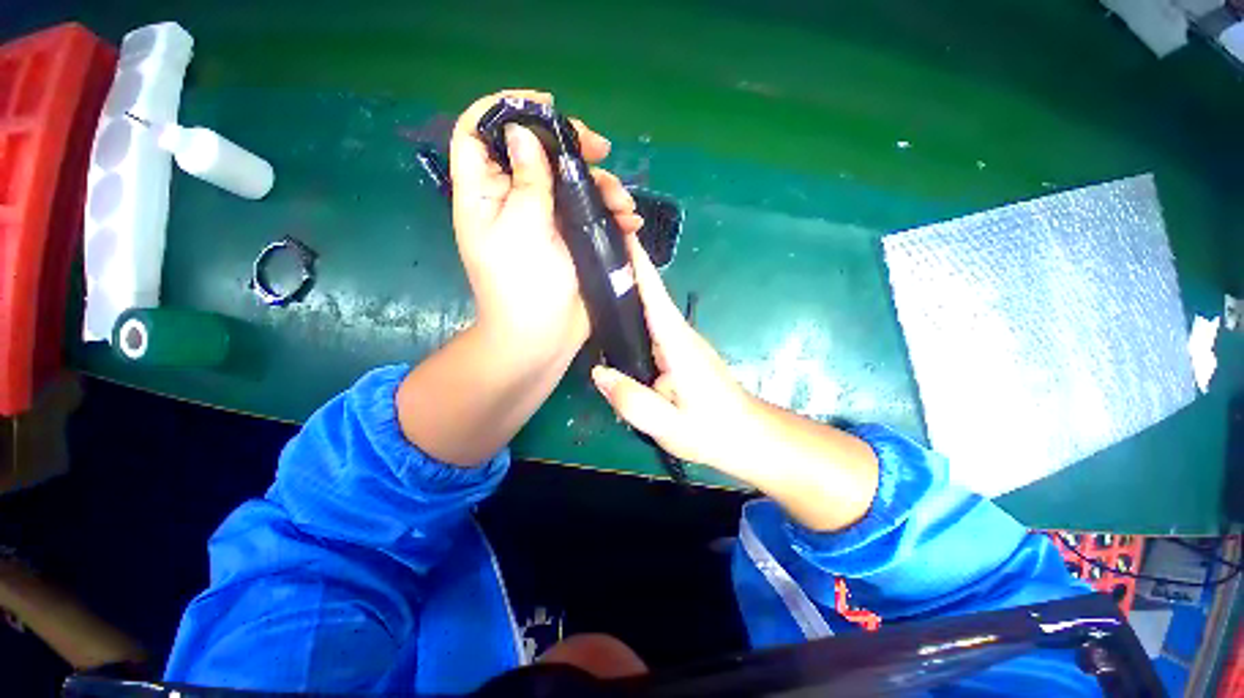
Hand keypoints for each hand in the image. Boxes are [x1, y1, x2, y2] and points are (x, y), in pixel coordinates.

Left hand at [449, 90, 642, 361]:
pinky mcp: (571, 238)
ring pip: (570, 182)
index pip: (479, 133)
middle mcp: (514, 200)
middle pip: (536, 152)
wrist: (542, 338)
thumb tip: (523, 131)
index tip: (545, 108)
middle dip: (570, 146)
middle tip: (602, 150)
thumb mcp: (523, 229)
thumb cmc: (523, 287)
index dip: (506, 110)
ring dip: (601, 185)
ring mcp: (546, 220)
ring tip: (624, 204)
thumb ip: (527, 180)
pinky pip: (590, 212)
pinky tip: (630, 222)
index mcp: (486, 194)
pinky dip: (611, 212)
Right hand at [591, 236, 878, 530]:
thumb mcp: (669, 426)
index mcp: (677, 344)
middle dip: (623, 271)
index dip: (638, 264)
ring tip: (593, 279)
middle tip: (588, 255)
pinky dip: (633, 315)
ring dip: (627, 291)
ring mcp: (681, 343)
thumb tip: (598, 372)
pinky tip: (613, 321)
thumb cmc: (715, 431)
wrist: (751, 437)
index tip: (618, 235)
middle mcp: (679, 335)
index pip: (654, 294)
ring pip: (649, 310)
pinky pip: (651, 328)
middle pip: (649, 295)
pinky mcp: (680, 353)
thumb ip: (632, 400)